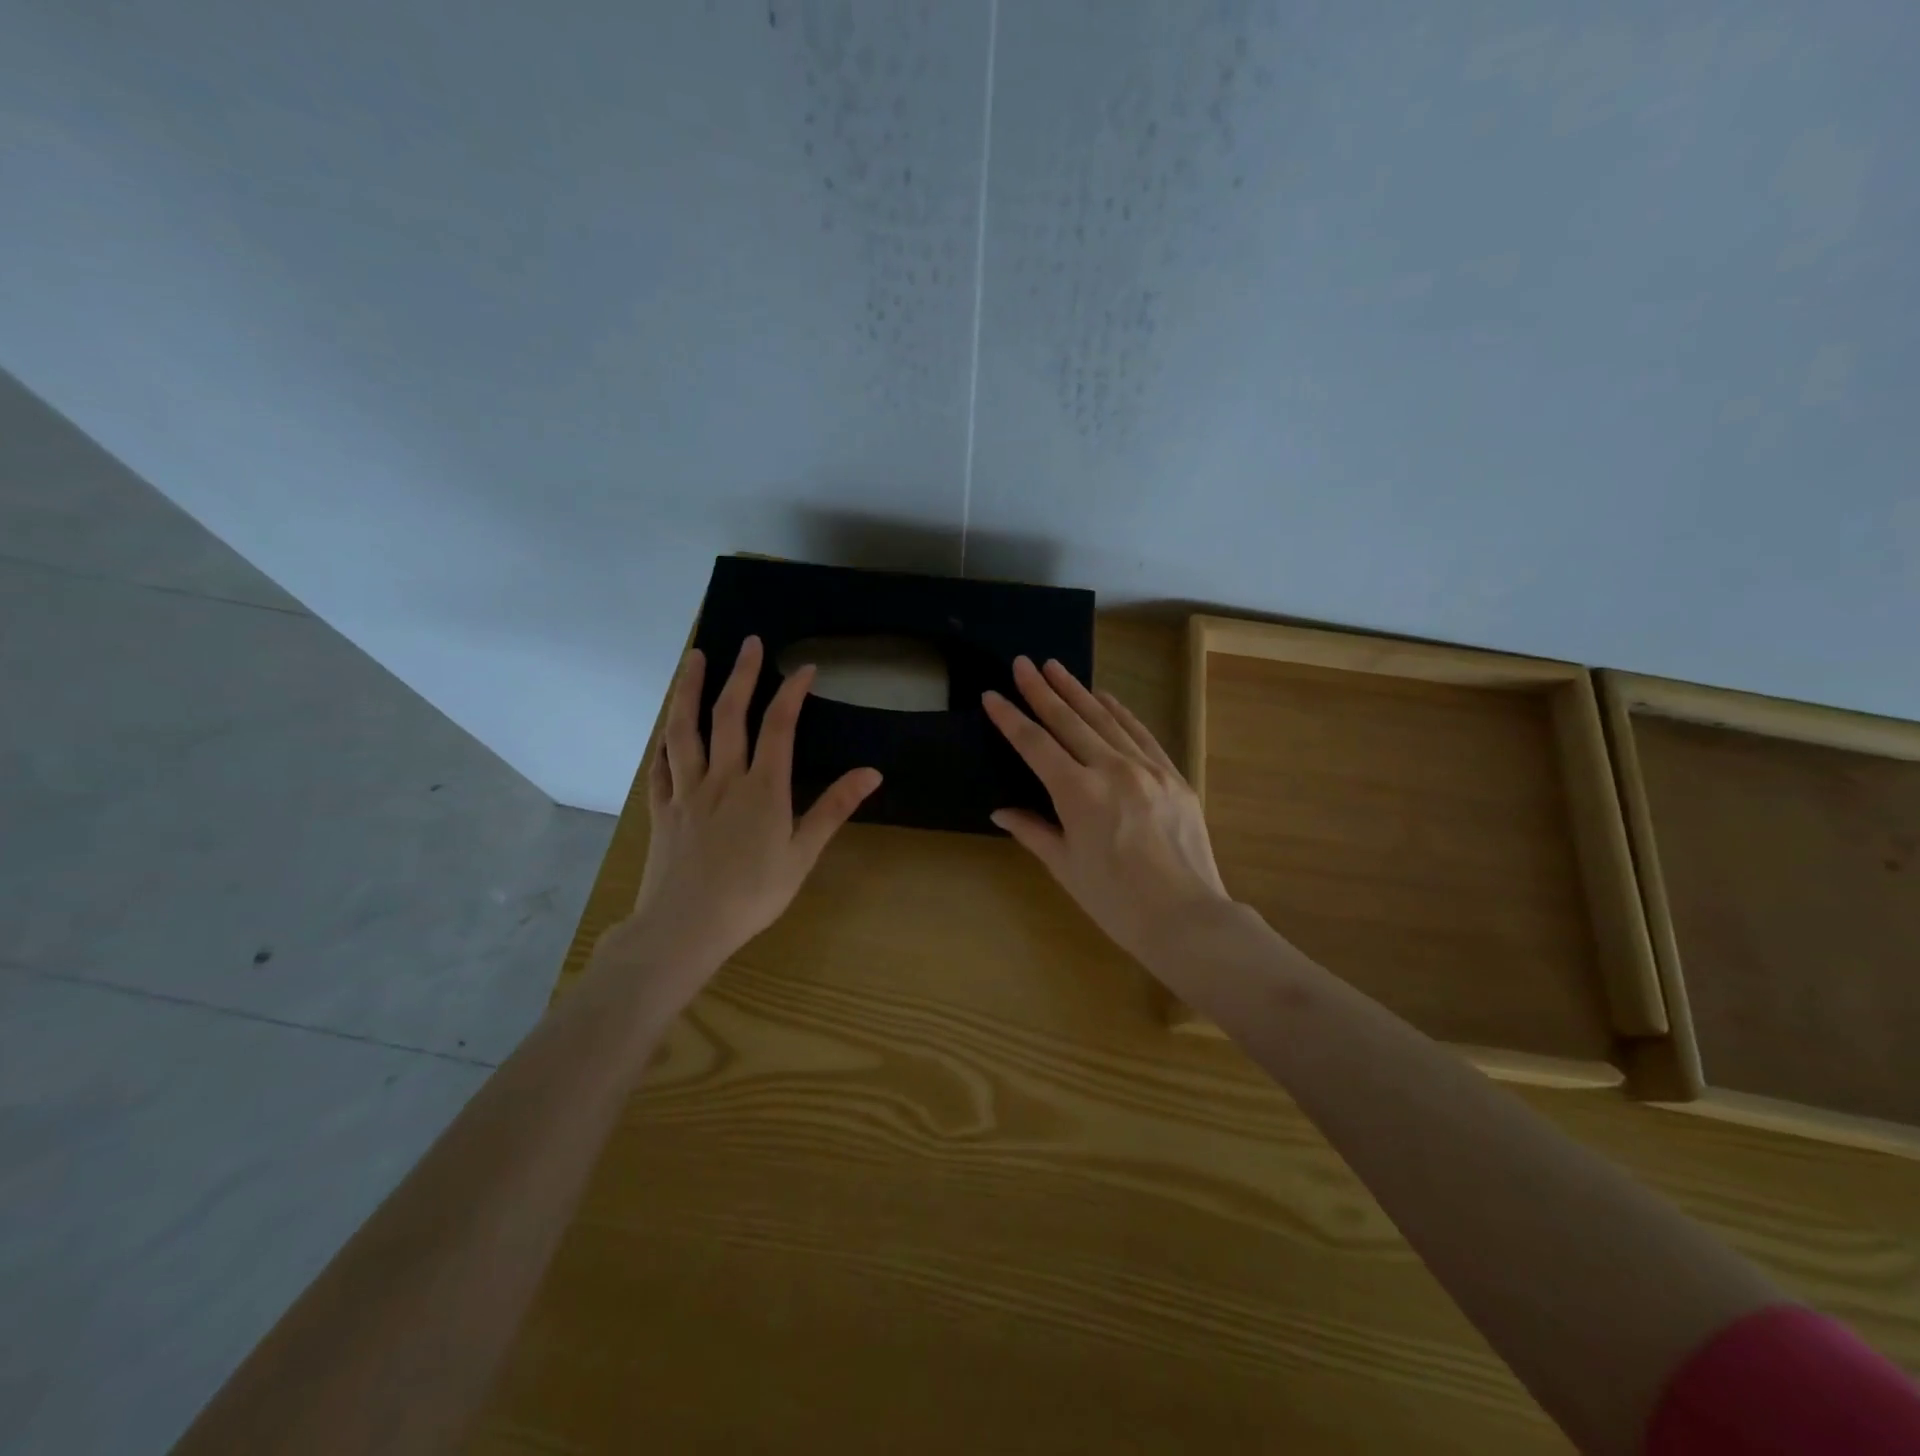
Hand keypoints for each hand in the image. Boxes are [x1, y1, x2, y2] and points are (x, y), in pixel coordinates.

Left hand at [598, 636, 881, 1004]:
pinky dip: (663, 742)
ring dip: (690, 691)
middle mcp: (722, 779)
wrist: (685, 928)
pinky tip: (665, 730)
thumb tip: (872, 773)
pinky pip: (660, 767)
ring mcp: (686, 792)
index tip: (805, 668)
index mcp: (761, 789)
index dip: (791, 693)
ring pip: (684, 731)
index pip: (779, 727)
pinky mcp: (662, 810)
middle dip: (741, 675)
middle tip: (749, 643)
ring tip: (693, 659)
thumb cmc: (752, 895)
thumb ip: (833, 809)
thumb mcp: (802, 854)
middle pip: (729, 716)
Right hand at [984, 656, 1231, 968]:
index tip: (992, 694)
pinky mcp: (1173, 775)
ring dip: (1078, 691)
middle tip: (1023, 663)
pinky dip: (1120, 712)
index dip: (1011, 717)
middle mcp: (1111, 769)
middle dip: (1042, 690)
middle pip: (1069, 720)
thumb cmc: (1115, 901)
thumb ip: (1032, 831)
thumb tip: (1001, 811)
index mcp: (1077, 793)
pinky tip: (1105, 698)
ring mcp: (1147, 768)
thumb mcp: (1065, 867)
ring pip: (1106, 719)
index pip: (1035, 744)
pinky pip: (1141, 733)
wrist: (1186, 917)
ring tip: (1057, 668)